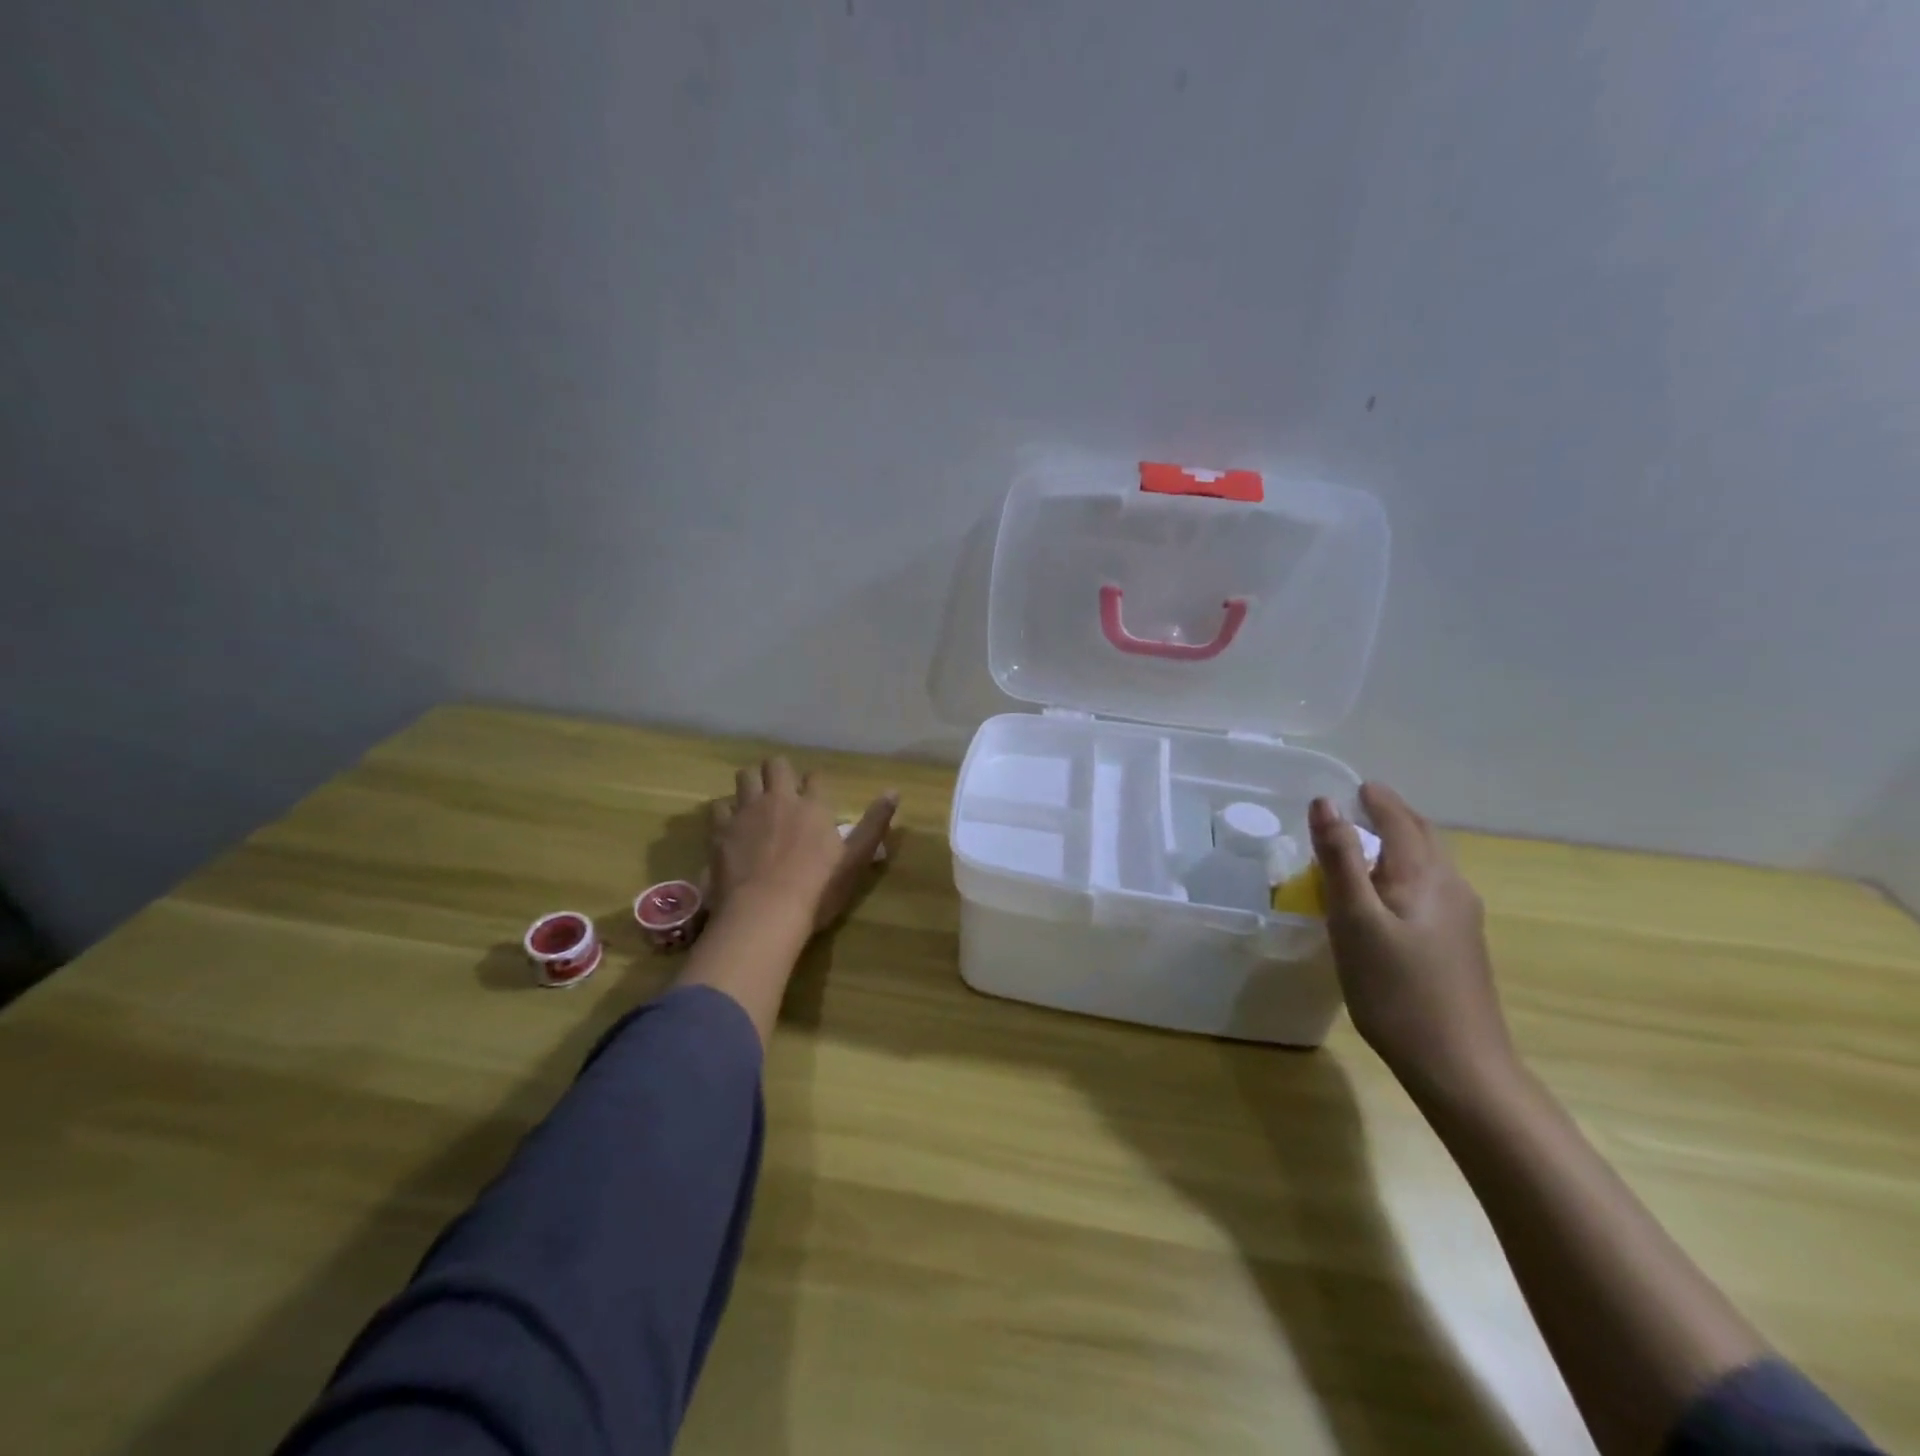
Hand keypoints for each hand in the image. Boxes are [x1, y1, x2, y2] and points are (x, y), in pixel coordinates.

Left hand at [709, 758, 897, 931]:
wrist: (765, 912)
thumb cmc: (818, 889)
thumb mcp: (856, 859)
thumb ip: (874, 824)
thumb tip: (894, 790)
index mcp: (814, 805)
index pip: (815, 777)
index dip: (815, 784)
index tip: (816, 796)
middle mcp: (779, 799)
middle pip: (776, 765)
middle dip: (779, 772)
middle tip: (782, 791)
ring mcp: (746, 812)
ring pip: (745, 777)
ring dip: (751, 784)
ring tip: (755, 802)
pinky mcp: (720, 830)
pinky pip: (720, 807)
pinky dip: (726, 812)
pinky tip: (731, 826)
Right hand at [1308, 783, 1514, 1095]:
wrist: (1460, 1067)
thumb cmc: (1397, 990)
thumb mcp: (1355, 921)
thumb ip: (1340, 859)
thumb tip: (1325, 803)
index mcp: (1426, 876)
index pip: (1401, 820)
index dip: (1376, 799)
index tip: (1352, 786)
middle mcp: (1452, 888)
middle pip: (1422, 837)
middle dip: (1392, 816)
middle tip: (1357, 807)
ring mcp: (1461, 919)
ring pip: (1428, 865)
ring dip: (1398, 844)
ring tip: (1363, 846)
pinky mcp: (1459, 946)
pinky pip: (1428, 889)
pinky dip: (1403, 873)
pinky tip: (1384, 897)